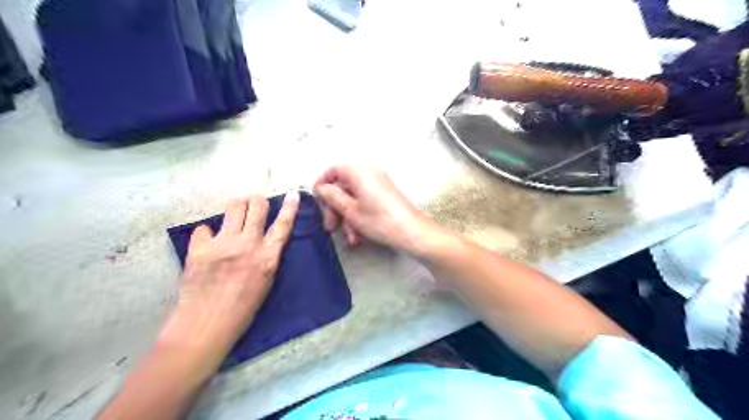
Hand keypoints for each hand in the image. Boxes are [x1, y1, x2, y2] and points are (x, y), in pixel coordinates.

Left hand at [159, 192, 298, 367]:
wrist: (206, 324)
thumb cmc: (242, 308)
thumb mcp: (266, 282)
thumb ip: (266, 257)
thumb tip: (262, 239)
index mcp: (268, 257)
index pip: (283, 225)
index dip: (289, 207)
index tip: (293, 194)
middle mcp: (248, 245)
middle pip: (256, 206)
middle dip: (257, 200)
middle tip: (255, 203)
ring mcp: (223, 244)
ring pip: (233, 207)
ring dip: (237, 207)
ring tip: (235, 214)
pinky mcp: (199, 248)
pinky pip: (205, 228)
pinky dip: (208, 233)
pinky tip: (208, 244)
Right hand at [314, 165, 433, 253]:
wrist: (412, 232)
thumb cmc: (379, 220)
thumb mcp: (350, 211)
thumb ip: (332, 196)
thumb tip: (320, 187)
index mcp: (359, 172)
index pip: (333, 170)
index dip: (322, 185)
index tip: (318, 202)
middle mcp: (369, 172)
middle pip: (342, 185)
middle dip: (335, 207)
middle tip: (331, 226)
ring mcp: (379, 183)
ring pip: (353, 196)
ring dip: (347, 216)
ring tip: (350, 237)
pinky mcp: (385, 194)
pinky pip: (365, 200)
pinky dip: (359, 215)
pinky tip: (358, 235)